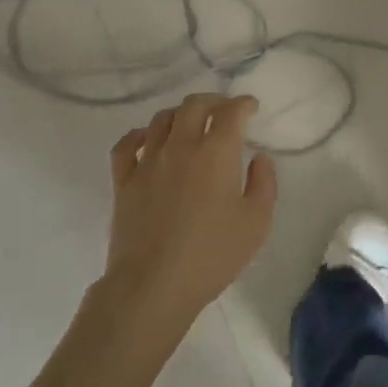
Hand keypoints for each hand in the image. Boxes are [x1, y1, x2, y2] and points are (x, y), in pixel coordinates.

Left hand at [101, 93, 276, 340]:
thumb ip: (264, 184)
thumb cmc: (212, 255)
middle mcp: (181, 146)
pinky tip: (147, 139)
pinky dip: (138, 135)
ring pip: (162, 119)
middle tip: (223, 110)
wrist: (153, 285)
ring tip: (190, 123)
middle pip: (194, 105)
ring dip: (180, 114)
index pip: (231, 112)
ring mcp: (148, 161)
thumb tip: (258, 158)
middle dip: (213, 101)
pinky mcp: (124, 181)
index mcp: (216, 153)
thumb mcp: (256, 223)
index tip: (251, 107)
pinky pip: (126, 145)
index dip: (243, 104)